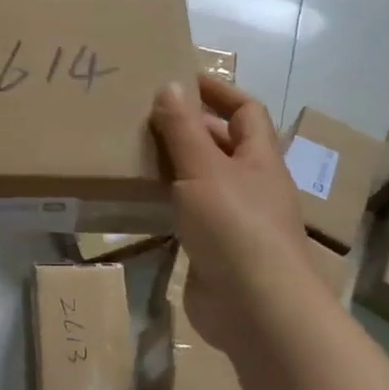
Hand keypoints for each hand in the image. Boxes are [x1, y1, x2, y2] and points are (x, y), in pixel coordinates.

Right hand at [152, 75, 317, 351]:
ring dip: (172, 164)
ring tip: (130, 148)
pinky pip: (187, 214)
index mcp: (258, 159)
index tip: (181, 78)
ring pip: (201, 179)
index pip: (246, 111)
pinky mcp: (213, 249)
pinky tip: (136, 196)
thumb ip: (183, 129)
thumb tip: (169, 85)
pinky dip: (166, 201)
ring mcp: (234, 219)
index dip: (218, 91)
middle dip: (187, 126)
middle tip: (141, 113)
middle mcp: (250, 184)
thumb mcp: (204, 169)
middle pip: (221, 144)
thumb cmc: (236, 227)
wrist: (257, 312)